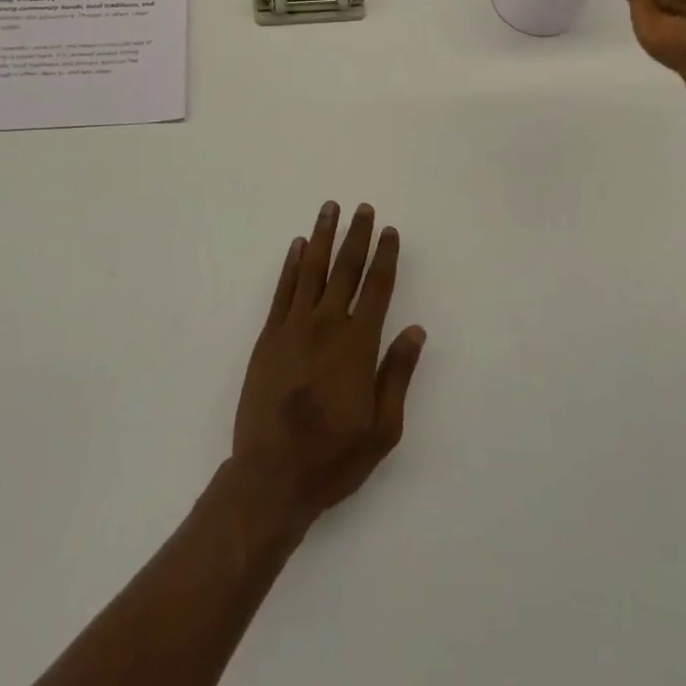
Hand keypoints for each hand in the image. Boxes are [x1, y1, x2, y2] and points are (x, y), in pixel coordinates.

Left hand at [232, 202, 426, 533]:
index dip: (385, 257)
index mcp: (357, 345)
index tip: (390, 231)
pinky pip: (283, 289)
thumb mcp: (383, 428)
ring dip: (322, 236)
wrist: (272, 477)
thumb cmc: (334, 457)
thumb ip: (398, 374)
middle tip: (363, 208)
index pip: (376, 288)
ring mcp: (293, 327)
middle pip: (345, 269)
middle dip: (357, 236)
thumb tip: (416, 331)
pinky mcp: (269, 336)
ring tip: (330, 208)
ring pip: (311, 269)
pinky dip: (291, 264)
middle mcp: (326, 325)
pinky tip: (298, 245)